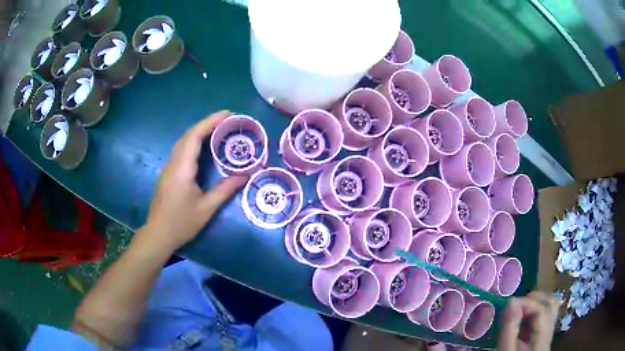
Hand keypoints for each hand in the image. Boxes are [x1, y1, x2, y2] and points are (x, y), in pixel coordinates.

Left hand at [141, 110, 248, 254]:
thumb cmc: (182, 223)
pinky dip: (193, 141)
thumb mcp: (206, 208)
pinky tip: (203, 146)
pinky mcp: (168, 173)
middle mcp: (173, 163)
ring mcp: (168, 167)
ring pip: (183, 141)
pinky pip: (181, 149)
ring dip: (199, 131)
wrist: (158, 234)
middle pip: (188, 135)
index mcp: (182, 168)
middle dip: (207, 123)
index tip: (228, 114)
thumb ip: (225, 189)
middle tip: (227, 120)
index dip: (210, 122)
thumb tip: (246, 175)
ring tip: (218, 128)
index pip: (195, 136)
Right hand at [498, 291, 558, 350]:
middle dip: (533, 299)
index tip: (509, 305)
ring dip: (535, 303)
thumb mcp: (506, 350)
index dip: (527, 303)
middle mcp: (551, 332)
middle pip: (551, 304)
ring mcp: (549, 332)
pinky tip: (523, 319)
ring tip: (519, 309)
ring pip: (550, 307)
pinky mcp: (545, 334)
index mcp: (543, 338)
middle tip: (515, 305)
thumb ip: (510, 327)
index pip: (542, 310)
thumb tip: (512, 300)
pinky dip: (535, 311)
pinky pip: (545, 315)